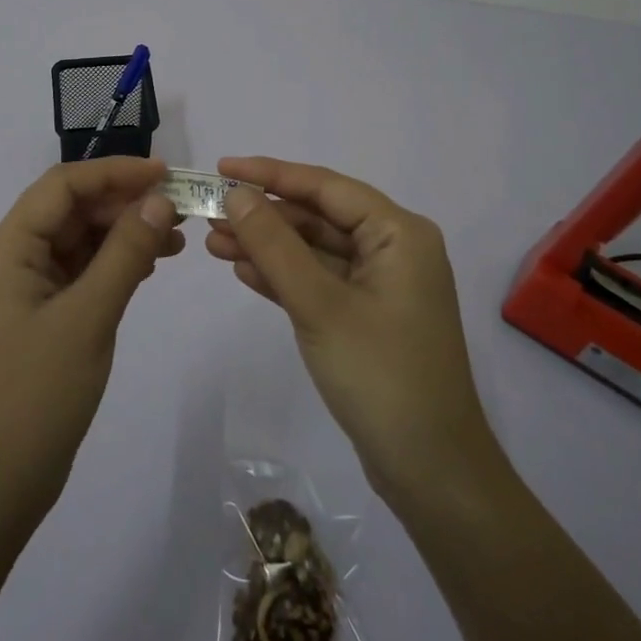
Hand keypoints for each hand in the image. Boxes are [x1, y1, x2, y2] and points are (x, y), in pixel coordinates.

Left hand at [0, 157, 183, 536]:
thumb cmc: (36, 396)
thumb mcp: (88, 318)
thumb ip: (126, 253)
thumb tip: (160, 200)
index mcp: (8, 247)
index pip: (64, 185)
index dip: (115, 172)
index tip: (166, 174)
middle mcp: (12, 257)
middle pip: (72, 209)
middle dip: (124, 202)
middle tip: (180, 209)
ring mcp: (26, 288)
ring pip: (79, 240)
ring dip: (124, 232)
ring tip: (176, 238)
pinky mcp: (41, 315)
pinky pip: (81, 271)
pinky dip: (115, 263)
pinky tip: (150, 264)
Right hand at [204, 156, 499, 506]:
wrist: (431, 472)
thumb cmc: (381, 375)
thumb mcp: (319, 304)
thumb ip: (275, 245)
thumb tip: (237, 194)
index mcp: (399, 233)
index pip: (325, 186)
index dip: (271, 174)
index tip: (222, 168)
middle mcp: (393, 249)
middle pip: (318, 217)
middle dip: (264, 215)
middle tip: (209, 214)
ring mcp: (381, 285)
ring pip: (314, 250)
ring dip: (267, 246)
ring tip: (213, 243)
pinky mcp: (366, 316)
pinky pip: (319, 281)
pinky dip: (283, 276)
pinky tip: (243, 271)